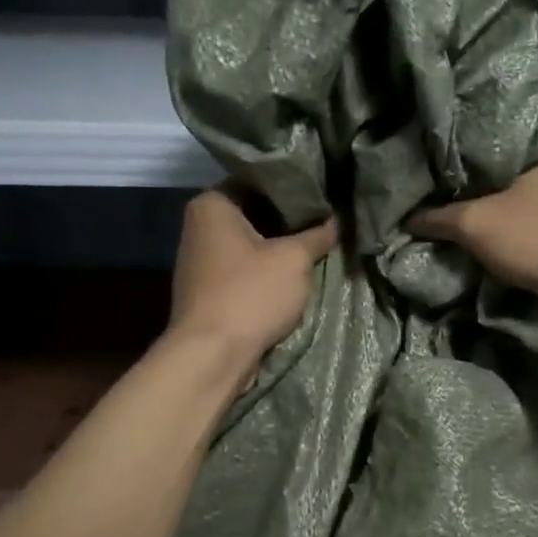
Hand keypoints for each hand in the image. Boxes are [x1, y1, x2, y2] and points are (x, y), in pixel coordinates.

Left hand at [170, 188, 337, 366]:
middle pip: (256, 212)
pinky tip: (296, 275)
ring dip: (282, 248)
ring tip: (319, 245)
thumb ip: (318, 234)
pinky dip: (268, 271)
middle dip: (291, 220)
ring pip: (252, 243)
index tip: (325, 193)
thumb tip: (337, 219)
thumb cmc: (251, 294)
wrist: (213, 356)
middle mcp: (200, 225)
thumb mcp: (295, 259)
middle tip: (329, 219)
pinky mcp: (210, 290)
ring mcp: (202, 260)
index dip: (294, 186)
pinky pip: (246, 270)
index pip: (259, 180)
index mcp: (212, 204)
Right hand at [408, 154, 537, 305]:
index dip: (460, 156)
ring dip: (499, 213)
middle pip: (507, 174)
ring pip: (524, 201)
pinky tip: (497, 242)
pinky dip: (517, 232)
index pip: (490, 141)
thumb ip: (439, 217)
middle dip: (478, 189)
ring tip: (463, 222)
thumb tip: (406, 216)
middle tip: (442, 199)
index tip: (434, 170)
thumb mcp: (476, 224)